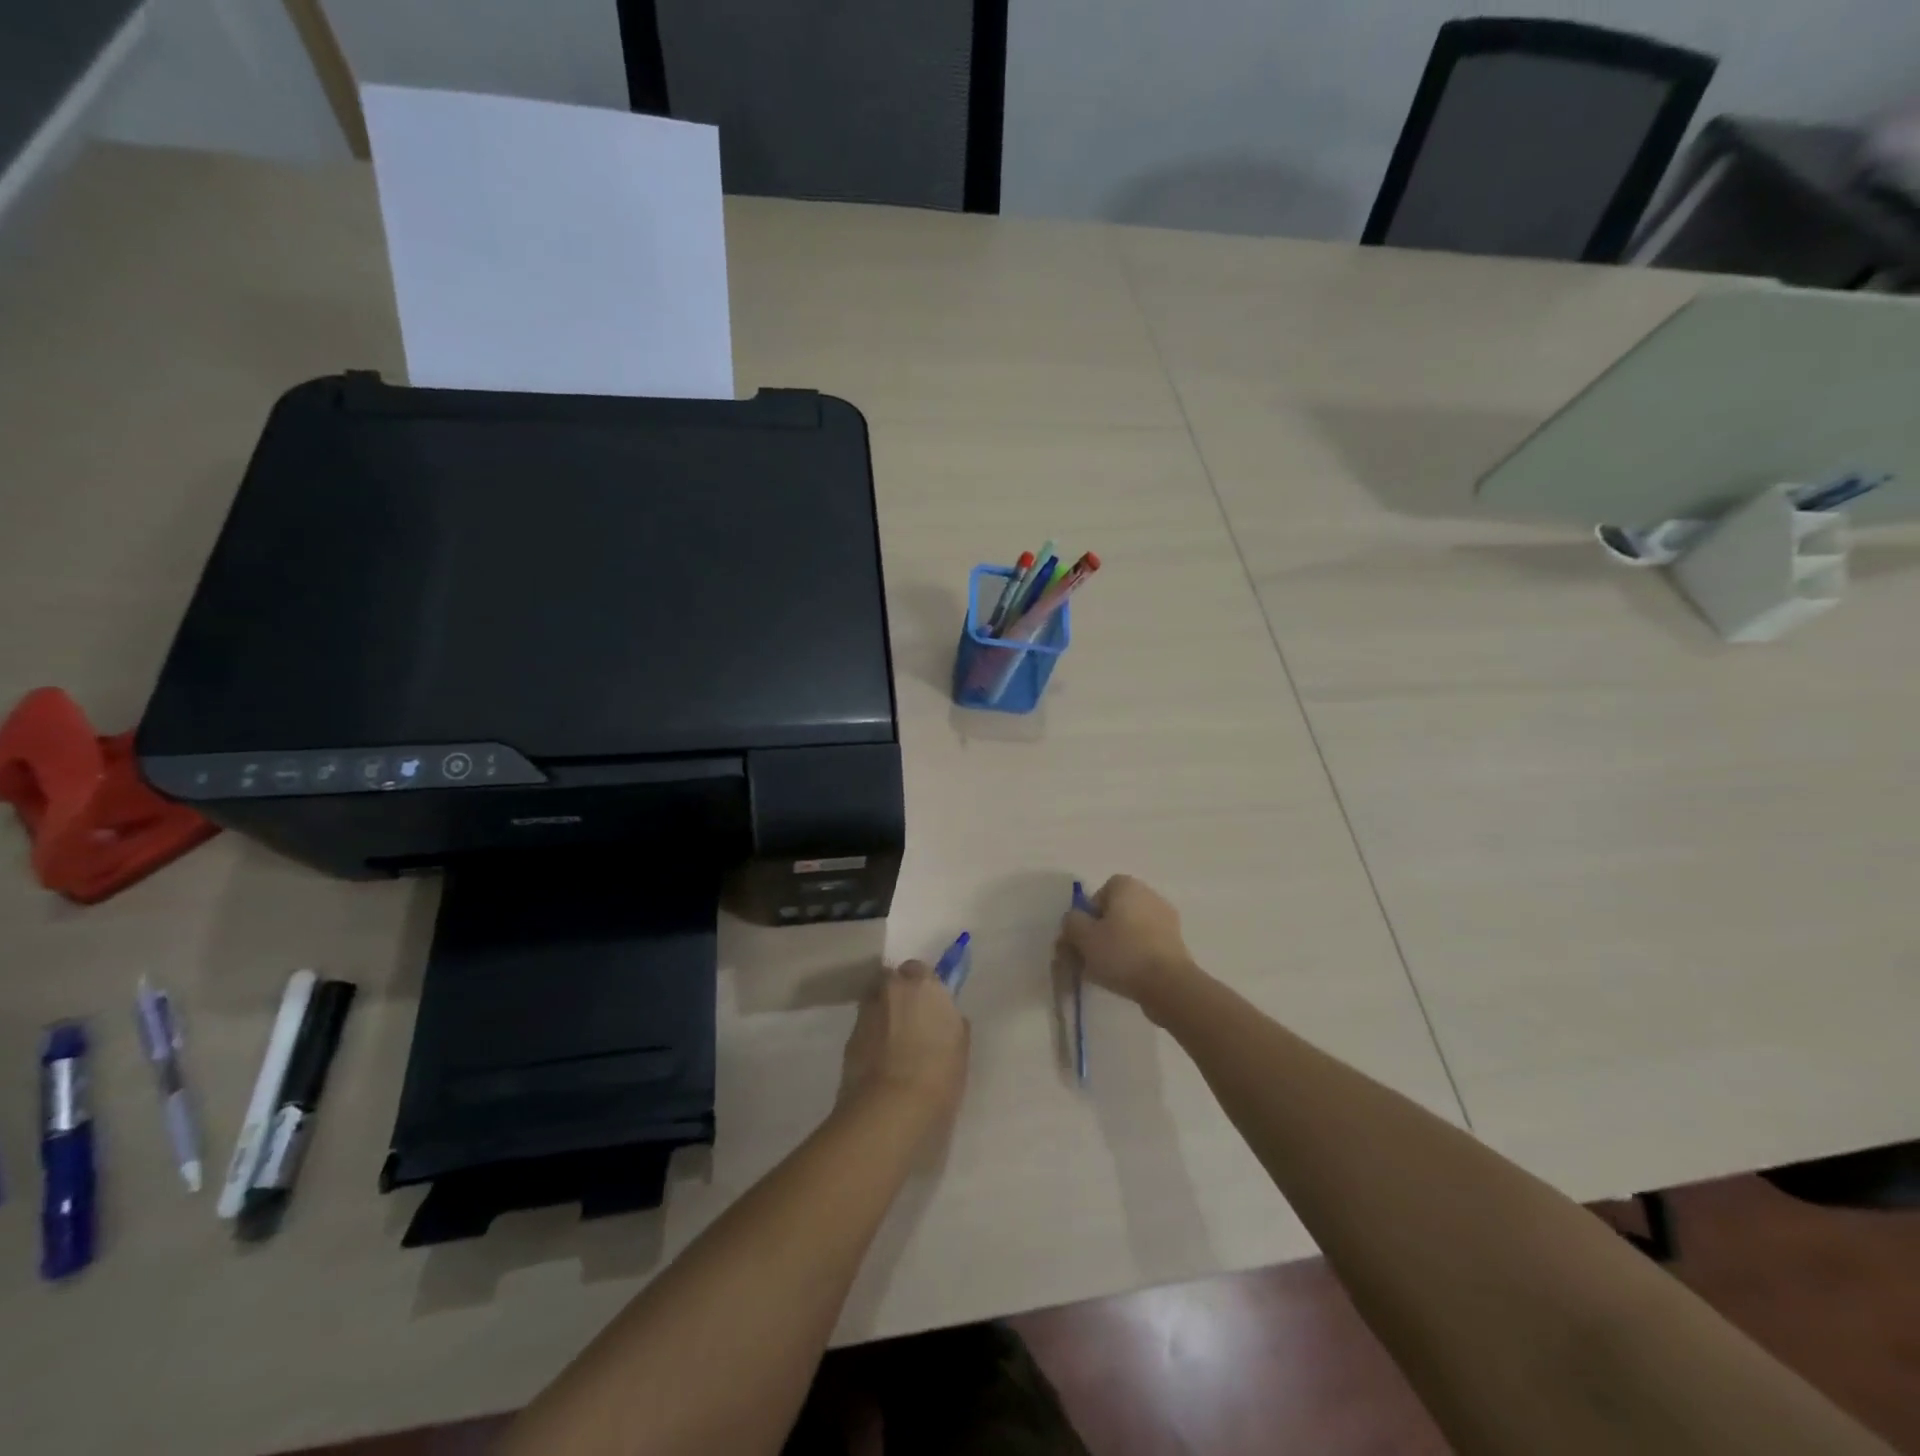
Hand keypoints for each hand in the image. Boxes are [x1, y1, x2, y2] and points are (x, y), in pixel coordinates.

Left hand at [838, 961, 969, 1131]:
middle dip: (898, 995)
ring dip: (883, 1015)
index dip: (923, 987)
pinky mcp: (848, 1038)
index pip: (918, 969)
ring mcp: (865, 1012)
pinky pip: (864, 1029)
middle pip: (891, 981)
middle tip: (911, 1021)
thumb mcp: (959, 1046)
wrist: (891, 1109)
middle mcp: (890, 989)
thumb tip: (943, 1017)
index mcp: (921, 984)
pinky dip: (871, 1038)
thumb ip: (951, 1022)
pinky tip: (880, 1061)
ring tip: (894, 1044)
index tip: (929, 1006)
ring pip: (875, 1003)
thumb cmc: (938, 1074)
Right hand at [1057, 875, 1200, 1014]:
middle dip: (1103, 931)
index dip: (1088, 915)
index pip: (1100, 893)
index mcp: (1127, 886)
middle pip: (1116, 911)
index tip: (1084, 937)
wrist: (1168, 985)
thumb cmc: (1121, 953)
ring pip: (1132, 930)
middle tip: (1091, 956)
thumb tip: (1075, 920)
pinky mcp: (1177, 943)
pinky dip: (1136, 956)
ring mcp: (1167, 919)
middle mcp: (1149, 895)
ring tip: (1108, 971)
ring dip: (1119, 945)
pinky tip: (1128, 976)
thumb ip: (1072, 922)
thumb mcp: (1083, 936)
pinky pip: (1147, 945)